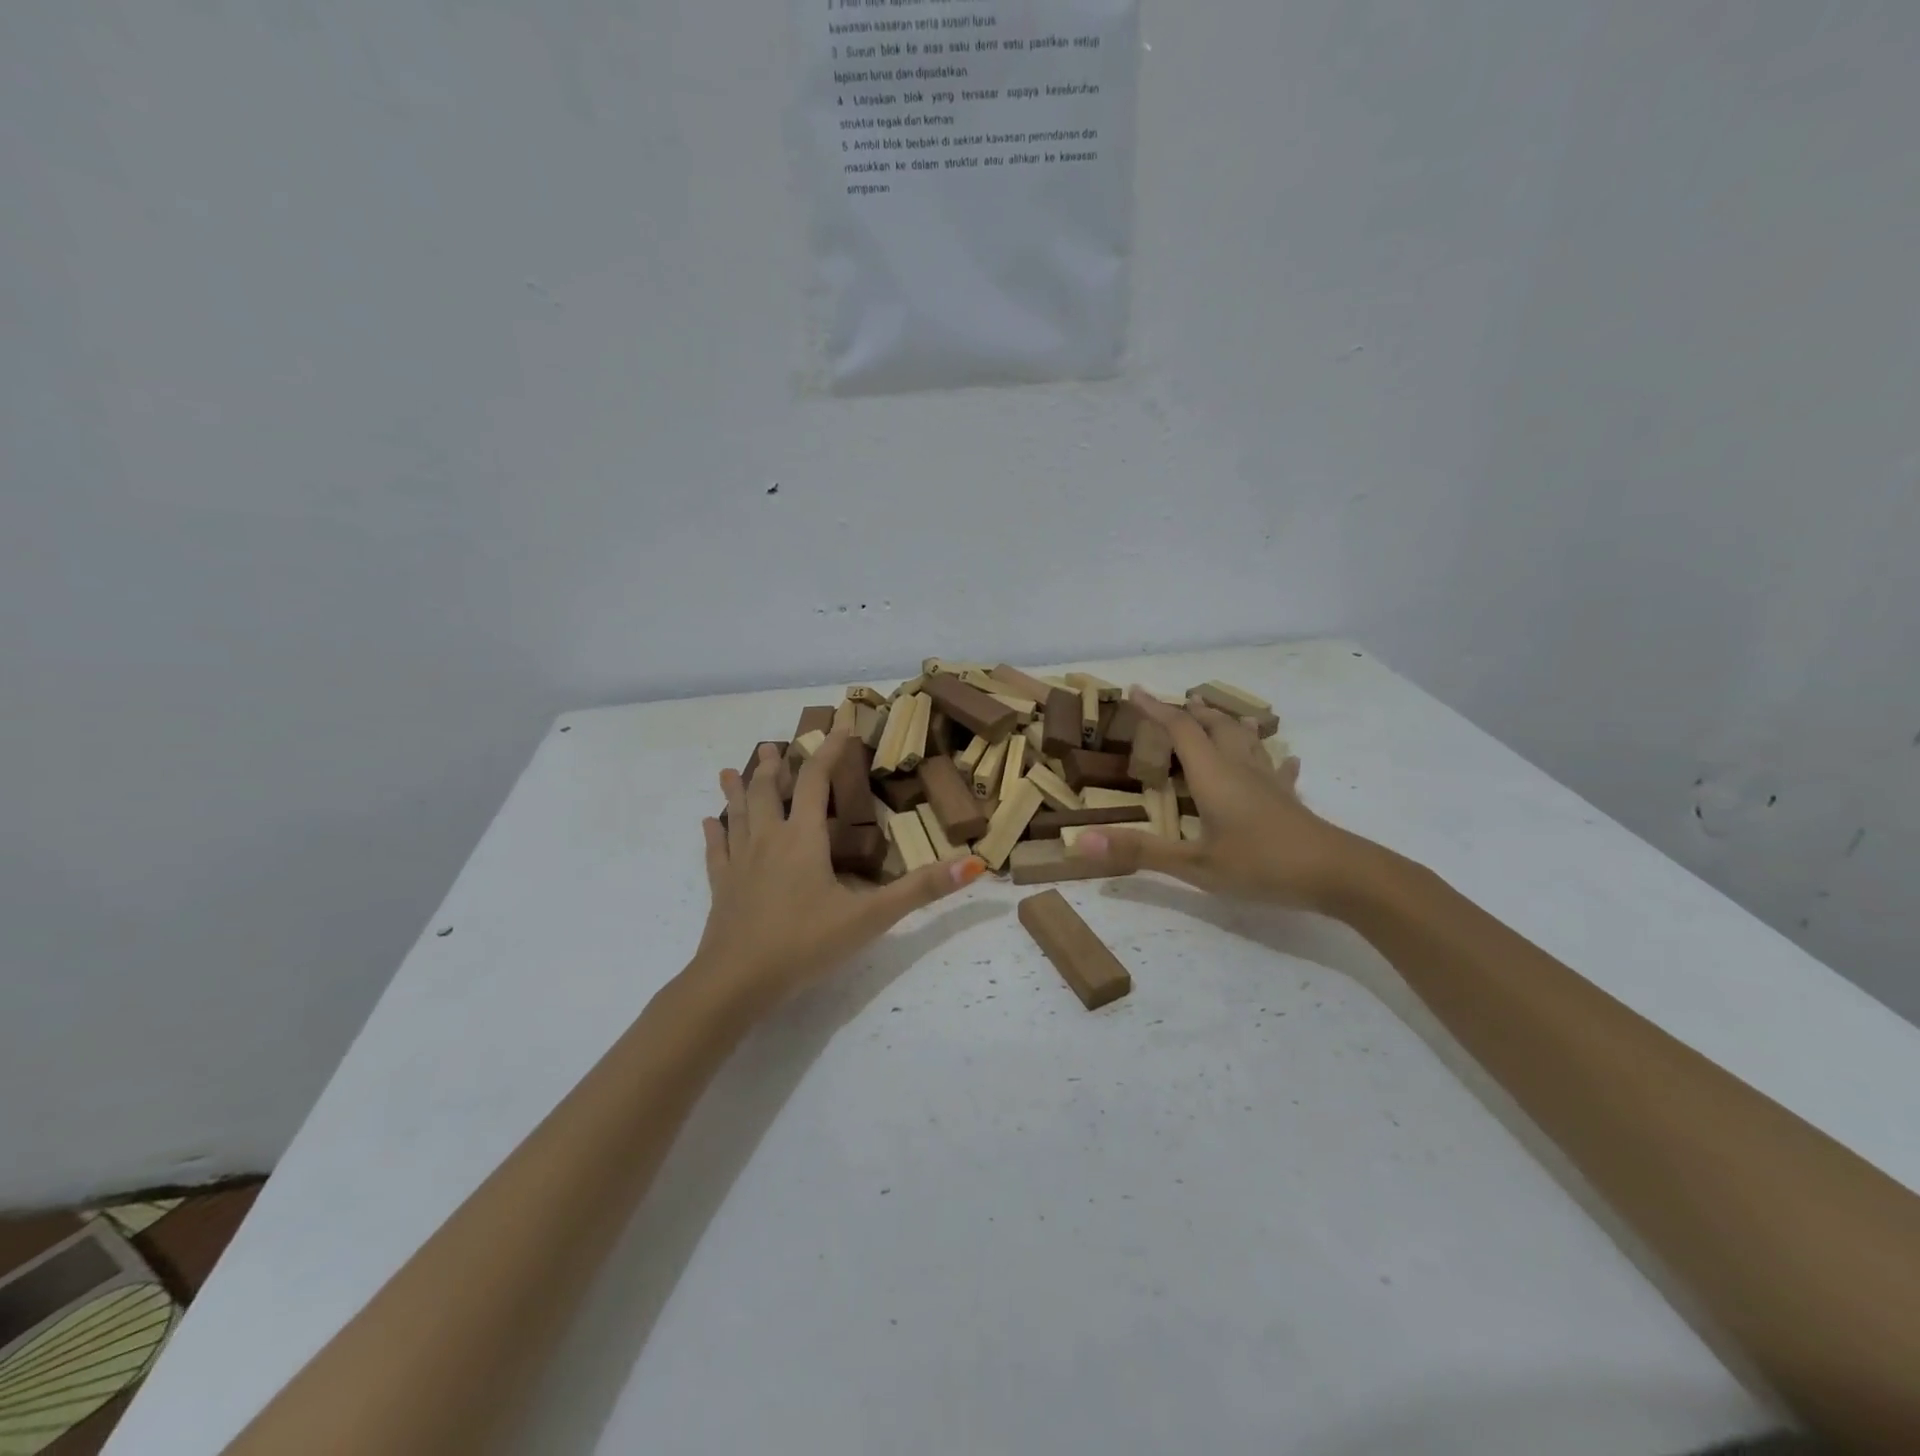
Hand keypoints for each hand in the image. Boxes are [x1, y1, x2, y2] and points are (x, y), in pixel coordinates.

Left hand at [695, 730, 985, 1008]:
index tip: (840, 727)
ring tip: (732, 769)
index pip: (816, 781)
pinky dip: (713, 833)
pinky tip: (708, 823)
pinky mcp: (721, 887)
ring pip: (738, 814)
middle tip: (775, 746)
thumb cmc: (805, 943)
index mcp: (803, 839)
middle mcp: (768, 840)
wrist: (736, 982)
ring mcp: (739, 863)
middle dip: (775, 767)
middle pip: (769, 791)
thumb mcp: (870, 917)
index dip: (829, 752)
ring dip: (738, 789)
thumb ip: (920, 890)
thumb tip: (972, 864)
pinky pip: (715, 851)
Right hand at [1077, 688, 1364, 911]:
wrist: (1338, 875)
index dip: (1155, 708)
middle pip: (1215, 726)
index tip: (1134, 690)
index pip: (1179, 730)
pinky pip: (1276, 768)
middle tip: (1176, 703)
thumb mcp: (1195, 864)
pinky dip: (1269, 757)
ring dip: (1227, 724)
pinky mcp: (1288, 799)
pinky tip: (1283, 760)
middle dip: (1192, 712)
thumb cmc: (1262, 865)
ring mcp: (1268, 782)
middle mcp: (1239, 769)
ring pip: (1246, 740)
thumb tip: (1080, 841)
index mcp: (1212, 776)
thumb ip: (1140, 852)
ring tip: (1217, 715)